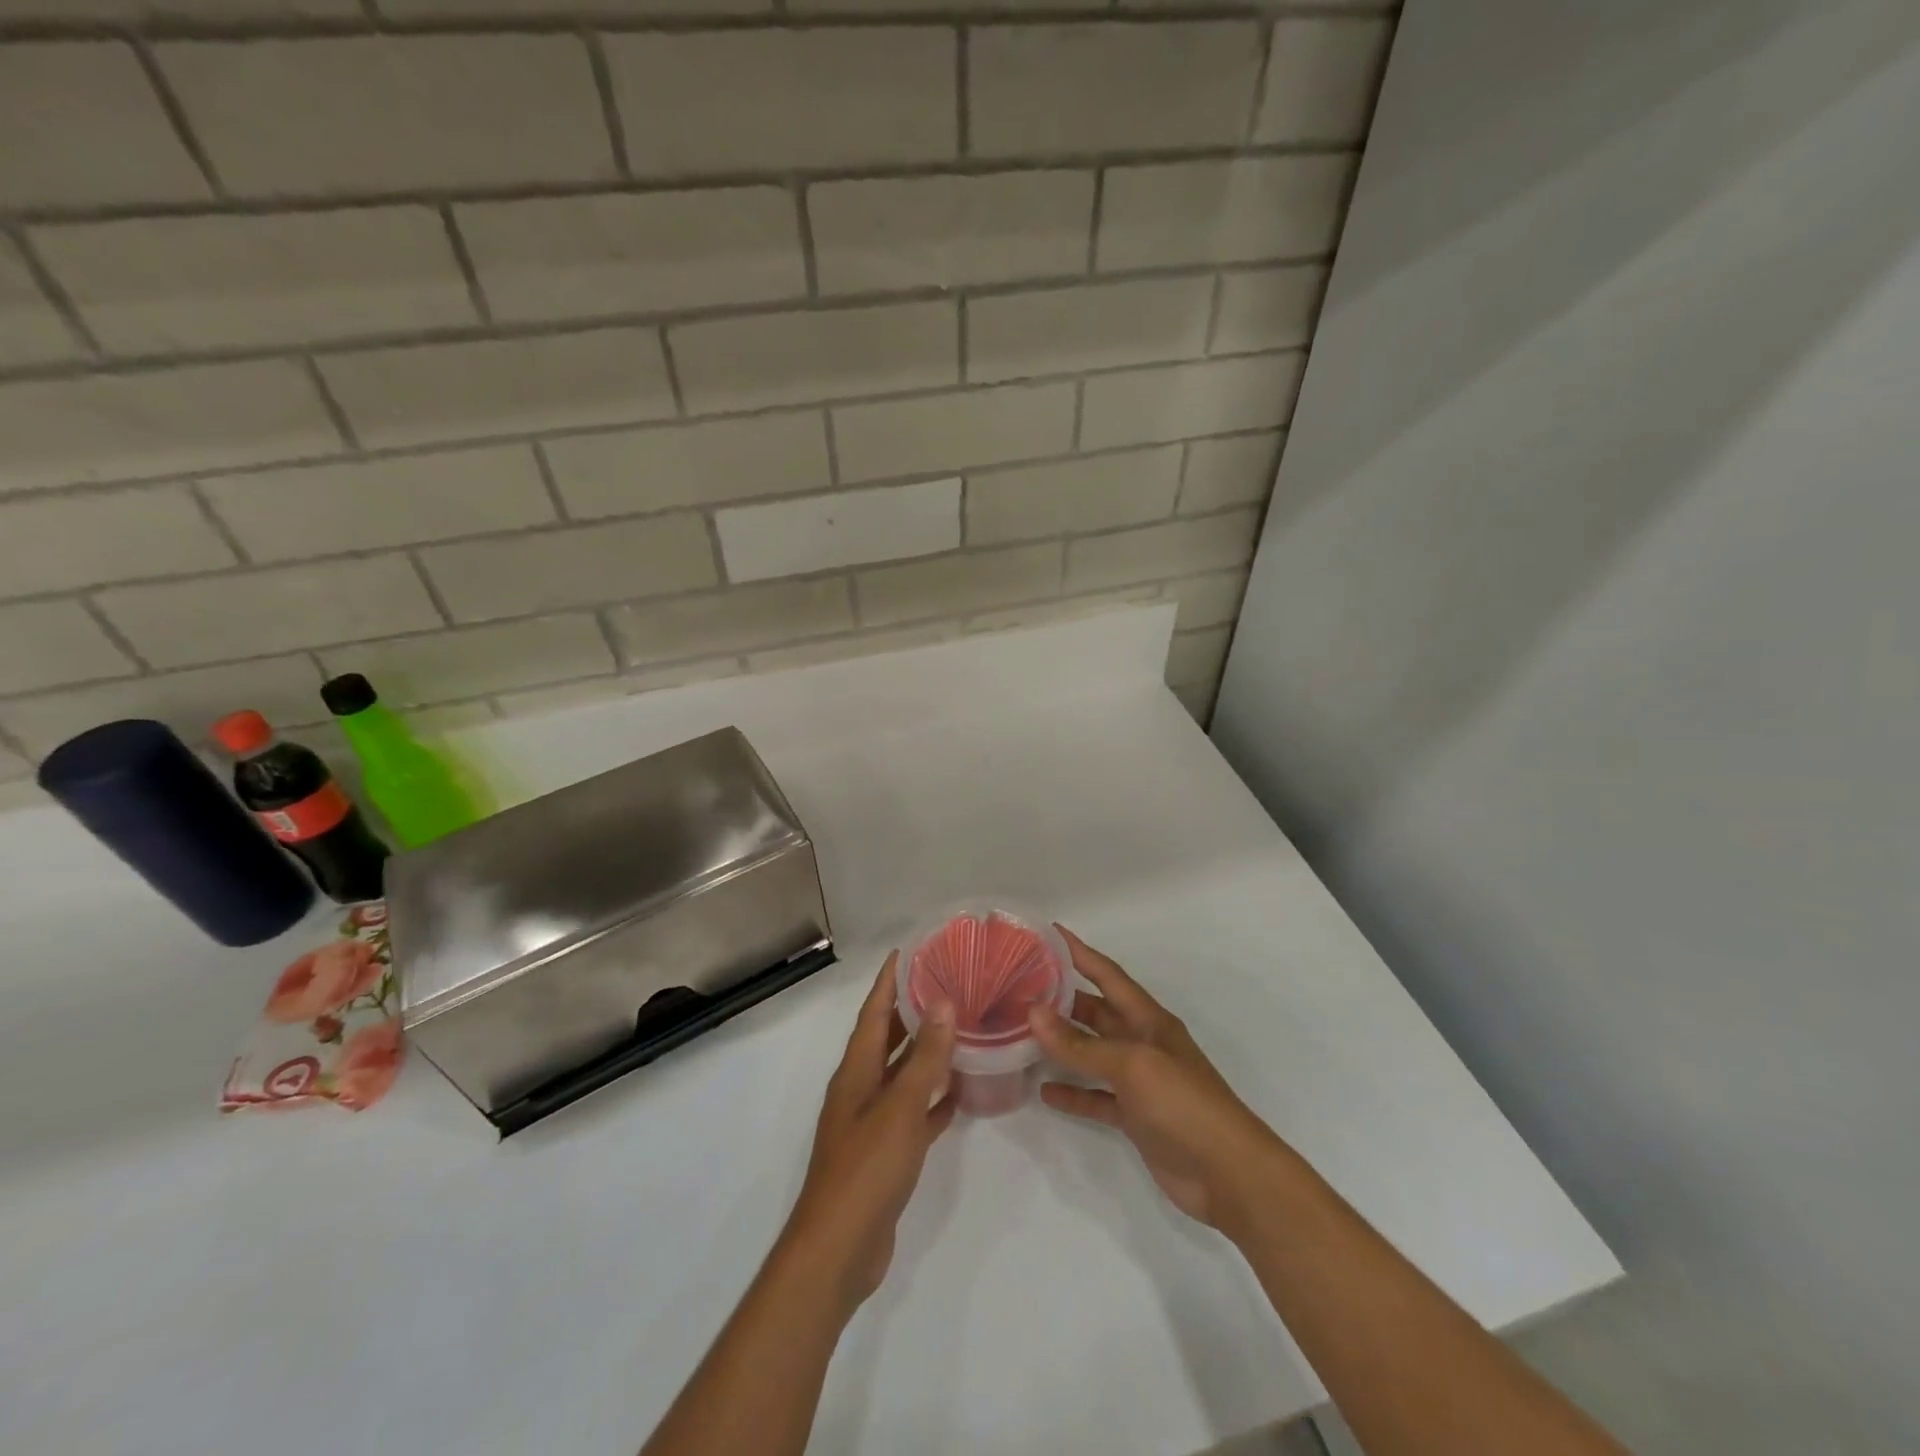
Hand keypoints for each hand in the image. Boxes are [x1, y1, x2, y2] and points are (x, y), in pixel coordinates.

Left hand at [782, 953, 955, 1316]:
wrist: (839, 1250)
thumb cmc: (867, 1168)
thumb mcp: (900, 1107)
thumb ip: (924, 1058)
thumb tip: (942, 1004)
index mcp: (856, 1071)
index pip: (874, 1012)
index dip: (888, 981)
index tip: (908, 952)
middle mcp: (860, 1089)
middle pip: (887, 1039)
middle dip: (911, 1011)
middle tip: (946, 985)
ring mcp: (871, 1123)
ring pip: (902, 1075)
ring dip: (926, 1054)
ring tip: (960, 1030)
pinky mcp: (885, 1154)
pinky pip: (912, 1113)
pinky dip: (932, 1100)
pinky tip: (958, 1093)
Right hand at [1030, 927, 1278, 1228]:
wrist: (1228, 1175)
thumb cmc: (1184, 1104)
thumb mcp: (1132, 1065)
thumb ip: (1082, 1044)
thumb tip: (1033, 1013)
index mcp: (1148, 1019)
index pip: (1108, 975)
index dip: (1080, 953)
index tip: (1049, 932)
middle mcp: (1142, 1043)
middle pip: (1096, 1012)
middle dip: (1062, 999)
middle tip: (1019, 987)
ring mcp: (1139, 1081)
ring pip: (1092, 1053)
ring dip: (1062, 1045)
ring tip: (1021, 1034)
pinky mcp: (1135, 1117)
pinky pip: (1096, 1097)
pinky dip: (1073, 1093)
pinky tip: (1044, 1092)